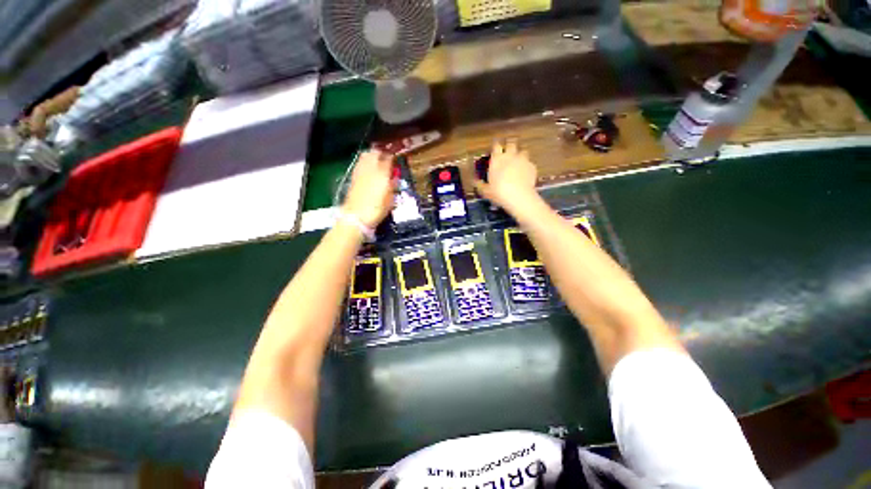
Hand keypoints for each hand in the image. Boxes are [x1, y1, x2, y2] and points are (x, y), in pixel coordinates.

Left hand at [342, 149, 394, 228]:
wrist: (356, 216)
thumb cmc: (377, 209)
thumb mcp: (391, 199)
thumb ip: (393, 187)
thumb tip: (394, 179)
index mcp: (383, 173)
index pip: (388, 158)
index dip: (393, 157)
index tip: (396, 158)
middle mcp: (371, 168)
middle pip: (375, 152)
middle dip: (381, 153)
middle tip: (386, 158)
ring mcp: (360, 171)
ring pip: (366, 155)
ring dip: (372, 155)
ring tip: (377, 160)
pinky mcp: (353, 176)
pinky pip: (360, 163)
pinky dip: (365, 162)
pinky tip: (368, 168)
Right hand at [473, 141, 538, 212]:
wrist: (519, 196)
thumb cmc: (498, 192)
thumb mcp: (485, 191)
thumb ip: (480, 185)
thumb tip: (475, 182)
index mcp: (497, 160)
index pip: (496, 146)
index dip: (496, 146)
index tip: (495, 148)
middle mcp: (510, 156)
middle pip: (511, 143)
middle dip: (509, 146)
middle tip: (508, 151)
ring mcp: (522, 160)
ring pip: (523, 151)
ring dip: (520, 154)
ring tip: (518, 161)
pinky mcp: (532, 166)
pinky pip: (529, 163)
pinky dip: (527, 166)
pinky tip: (525, 173)